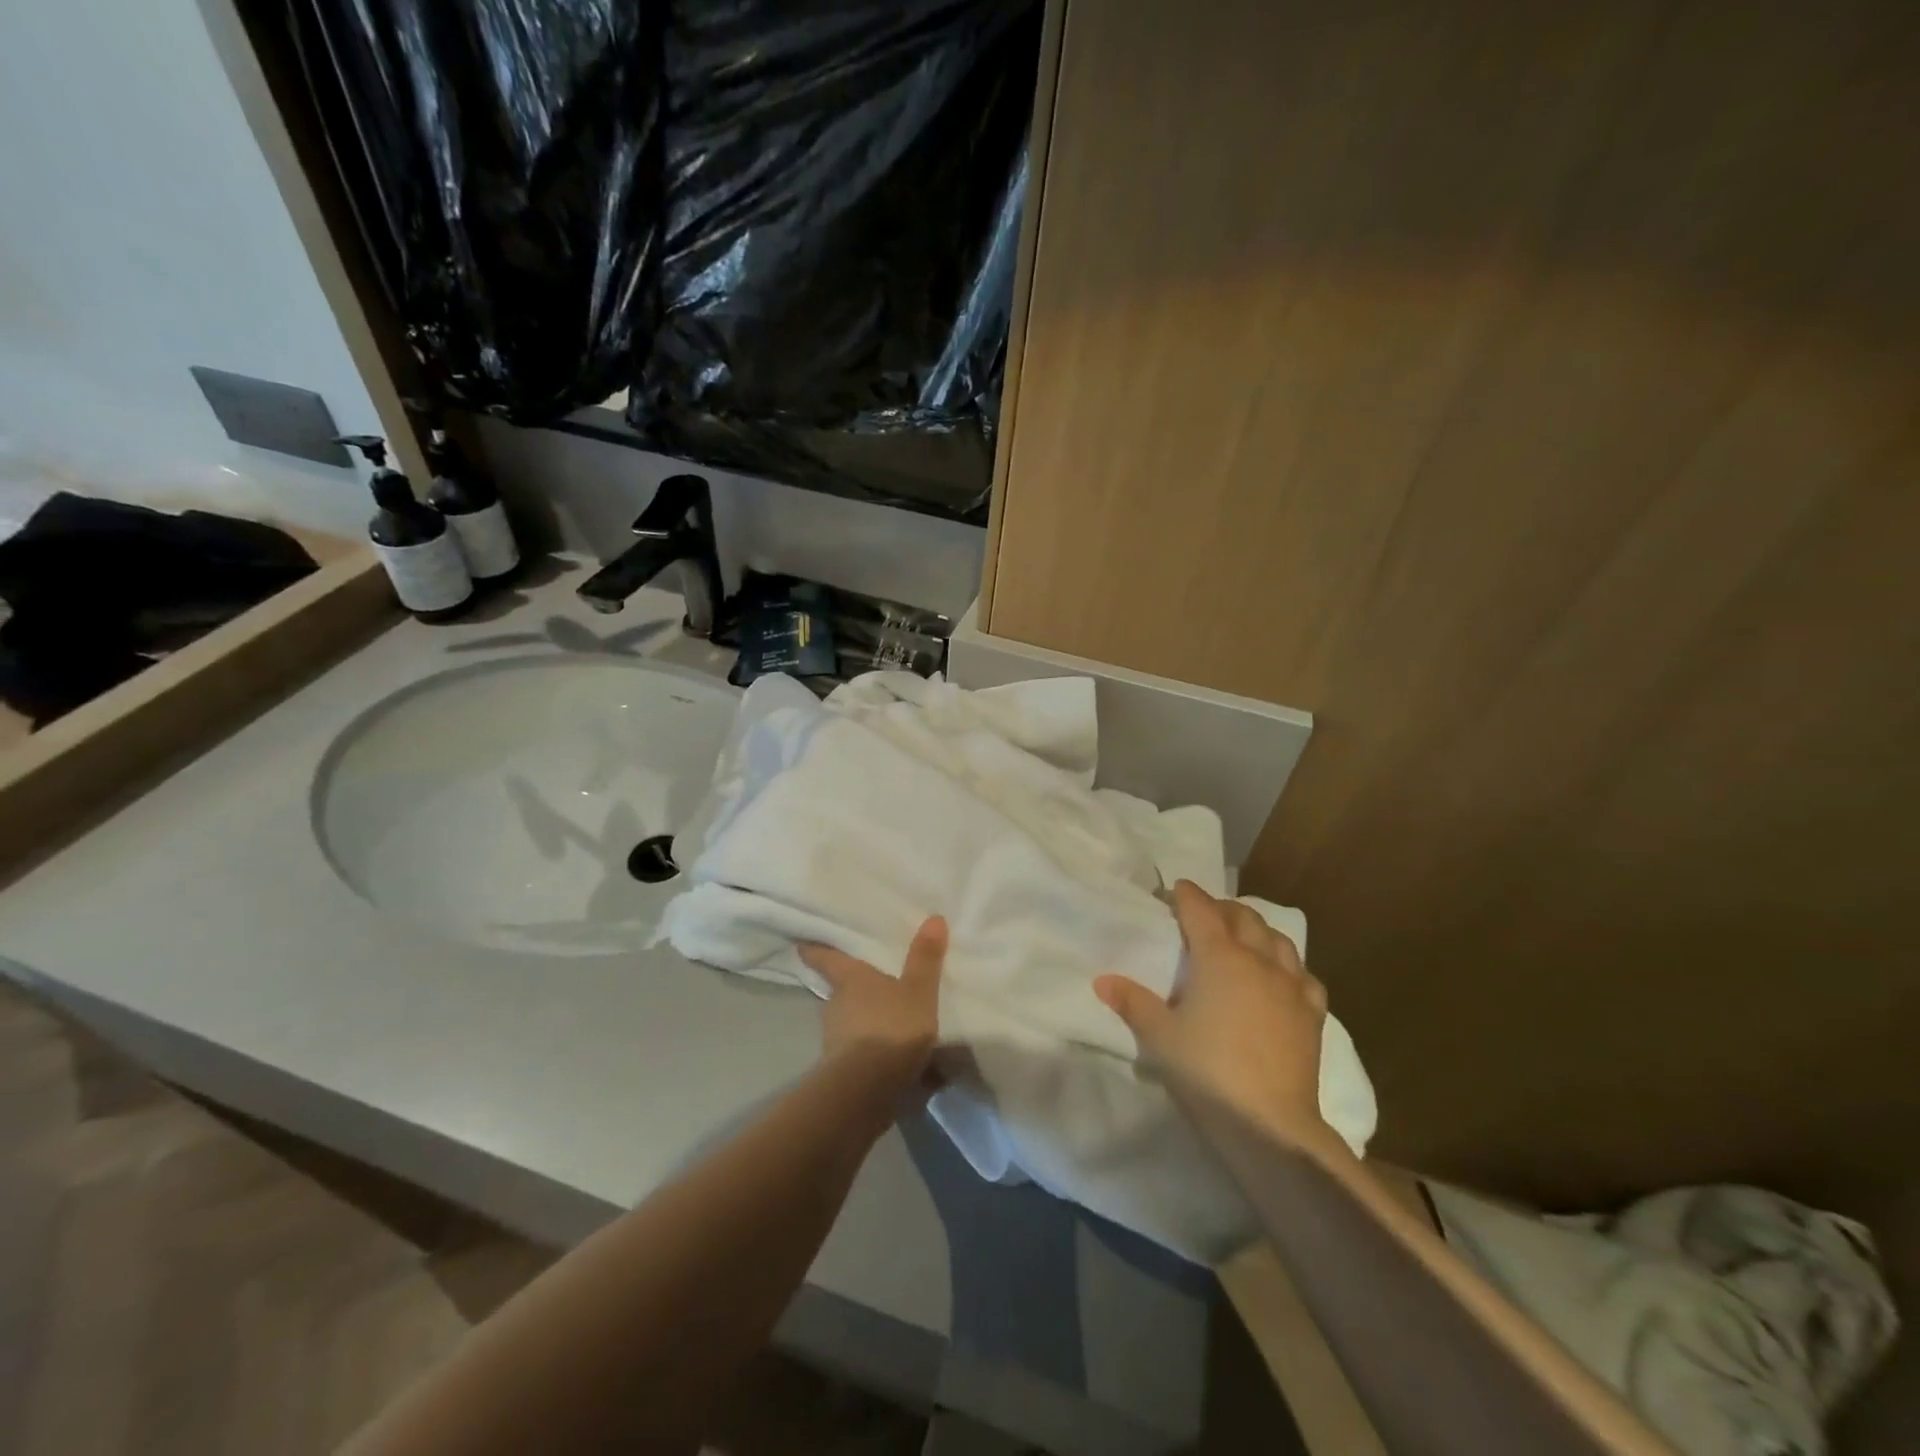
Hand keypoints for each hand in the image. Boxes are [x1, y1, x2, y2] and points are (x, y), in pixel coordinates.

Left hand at [799, 917, 945, 1095]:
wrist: (867, 1091)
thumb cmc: (891, 1028)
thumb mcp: (918, 991)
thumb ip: (925, 958)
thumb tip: (933, 917)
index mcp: (850, 979)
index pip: (824, 957)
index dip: (813, 949)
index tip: (802, 942)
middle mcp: (836, 1005)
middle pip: (840, 991)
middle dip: (855, 990)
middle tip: (874, 983)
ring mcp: (835, 1040)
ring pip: (852, 1024)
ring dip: (869, 1024)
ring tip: (896, 1025)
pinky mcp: (842, 1071)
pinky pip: (862, 1055)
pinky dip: (877, 1056)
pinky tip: (900, 1063)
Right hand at [1095, 881, 1333, 1152]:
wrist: (1269, 1123)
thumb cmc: (1206, 1070)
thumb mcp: (1159, 1036)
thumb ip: (1132, 1002)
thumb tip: (1102, 981)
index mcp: (1219, 957)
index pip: (1200, 909)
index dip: (1185, 895)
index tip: (1173, 891)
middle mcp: (1258, 960)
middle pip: (1243, 917)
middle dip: (1222, 908)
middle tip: (1204, 915)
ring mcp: (1290, 986)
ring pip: (1278, 940)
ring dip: (1257, 930)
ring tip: (1242, 938)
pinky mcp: (1312, 1015)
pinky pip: (1304, 976)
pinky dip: (1288, 967)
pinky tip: (1281, 978)